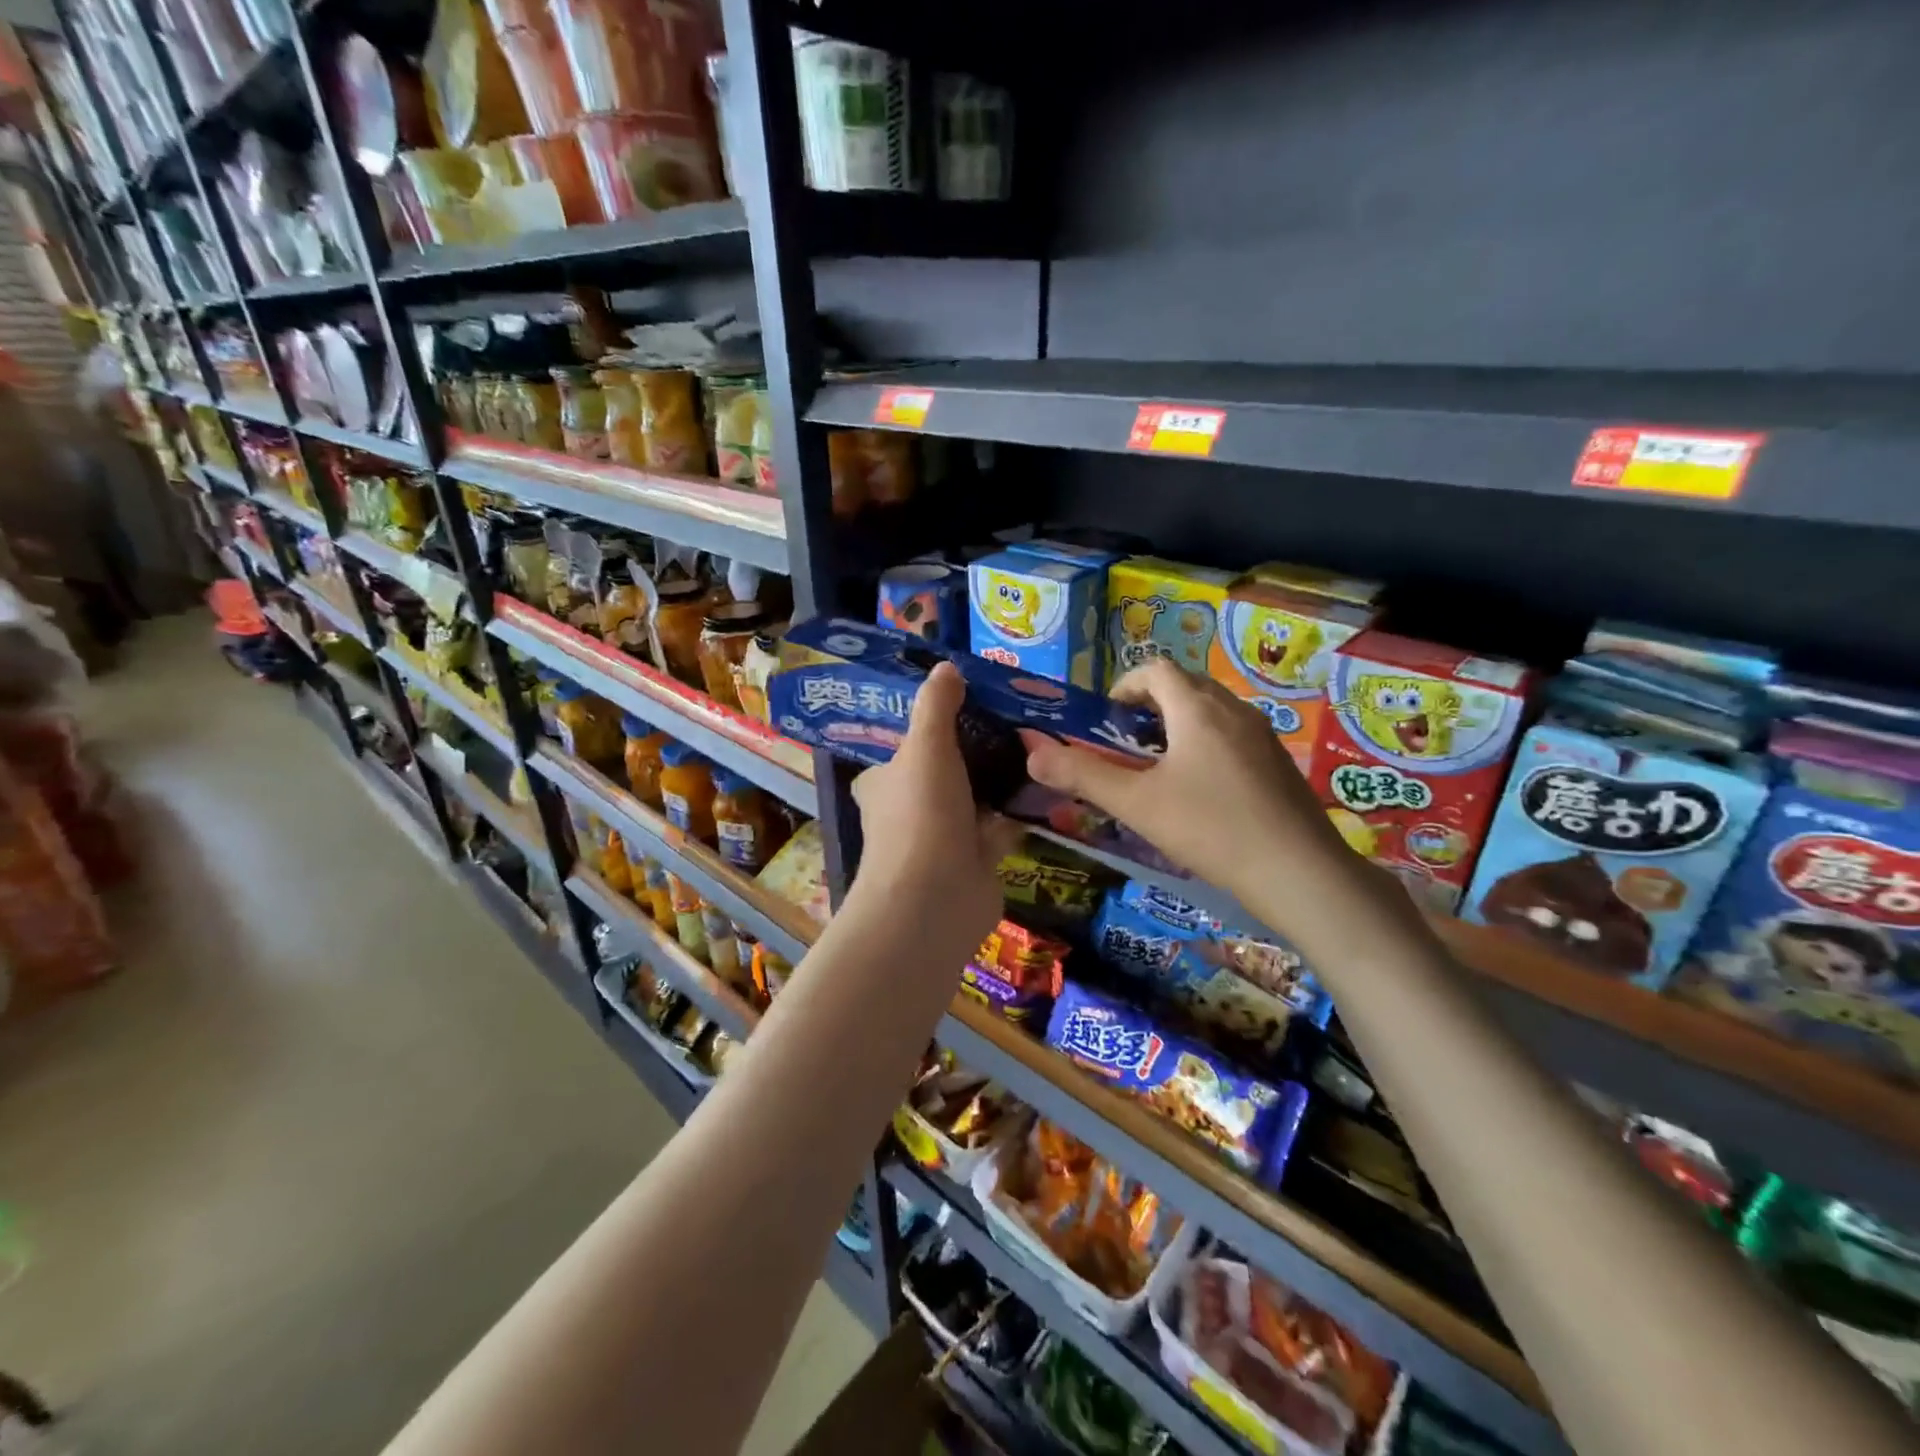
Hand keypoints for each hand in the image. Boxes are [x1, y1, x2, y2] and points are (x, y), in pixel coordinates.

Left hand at [847, 661, 1017, 948]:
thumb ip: (936, 706)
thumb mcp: (926, 747)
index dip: (929, 730)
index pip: (903, 751)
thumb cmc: (921, 815)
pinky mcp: (975, 861)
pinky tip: (1048, 785)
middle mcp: (909, 811)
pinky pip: (1000, 826)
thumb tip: (946, 667)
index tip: (967, 705)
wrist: (935, 899)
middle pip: (944, 773)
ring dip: (1000, 781)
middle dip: (974, 754)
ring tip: (1038, 744)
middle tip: (1015, 720)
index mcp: (885, 784)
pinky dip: (1020, 811)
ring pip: (975, 800)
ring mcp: (943, 839)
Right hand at [1022, 660, 1400, 940]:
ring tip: (1158, 765)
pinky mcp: (1278, 763)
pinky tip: (1200, 790)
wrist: (1299, 872)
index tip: (1107, 716)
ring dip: (1179, 723)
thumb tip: (1032, 753)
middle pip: (1186, 685)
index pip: (1156, 669)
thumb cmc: (1210, 829)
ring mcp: (1262, 735)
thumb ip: (1082, 775)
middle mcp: (1233, 710)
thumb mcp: (1136, 803)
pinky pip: (1233, 734)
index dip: (1126, 684)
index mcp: (1196, 709)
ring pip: (1212, 710)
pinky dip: (1206, 743)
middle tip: (1127, 740)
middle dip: (1151, 703)